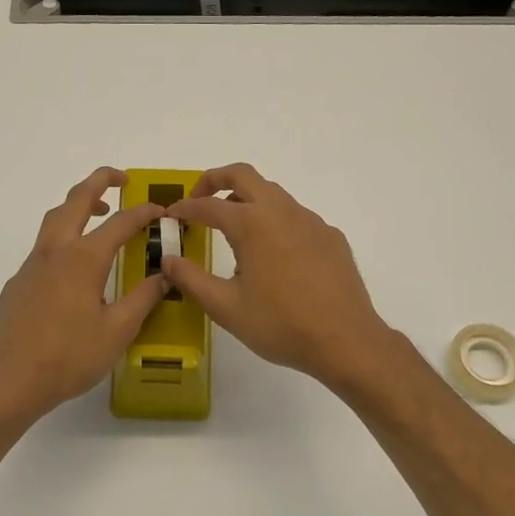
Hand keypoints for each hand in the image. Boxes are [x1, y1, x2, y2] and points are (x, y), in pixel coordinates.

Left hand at [0, 167, 168, 425]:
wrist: (10, 381)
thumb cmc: (69, 357)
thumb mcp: (118, 330)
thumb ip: (143, 298)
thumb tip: (164, 275)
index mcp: (84, 259)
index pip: (121, 222)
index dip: (144, 212)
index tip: (161, 210)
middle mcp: (55, 251)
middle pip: (76, 200)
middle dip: (99, 182)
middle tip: (122, 179)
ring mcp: (32, 265)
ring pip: (54, 219)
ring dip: (78, 206)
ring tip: (99, 214)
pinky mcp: (18, 283)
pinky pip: (43, 246)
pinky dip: (64, 237)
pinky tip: (74, 268)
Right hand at [161, 163, 395, 393]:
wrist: (346, 340)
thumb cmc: (280, 324)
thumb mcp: (226, 307)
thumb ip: (191, 279)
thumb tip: (168, 260)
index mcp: (252, 224)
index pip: (209, 205)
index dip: (186, 208)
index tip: (171, 215)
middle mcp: (282, 211)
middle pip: (243, 175)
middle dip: (215, 180)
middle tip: (199, 199)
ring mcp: (311, 221)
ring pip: (273, 194)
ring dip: (247, 201)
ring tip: (233, 233)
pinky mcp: (331, 237)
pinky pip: (296, 217)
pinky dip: (275, 222)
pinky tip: (274, 257)